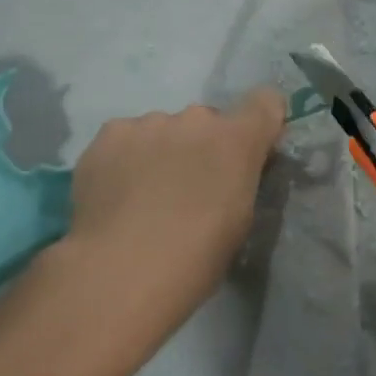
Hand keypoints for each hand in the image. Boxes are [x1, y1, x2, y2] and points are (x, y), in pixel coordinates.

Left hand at [66, 89, 286, 314]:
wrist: (119, 273)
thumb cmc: (194, 259)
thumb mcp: (239, 221)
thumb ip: (241, 179)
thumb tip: (231, 169)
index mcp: (236, 139)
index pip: (265, 102)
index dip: (260, 121)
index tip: (250, 148)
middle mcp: (196, 118)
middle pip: (206, 122)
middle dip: (201, 147)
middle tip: (186, 189)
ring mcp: (150, 122)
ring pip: (163, 129)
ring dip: (161, 152)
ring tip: (142, 197)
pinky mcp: (110, 133)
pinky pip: (126, 138)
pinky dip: (125, 158)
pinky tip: (114, 193)